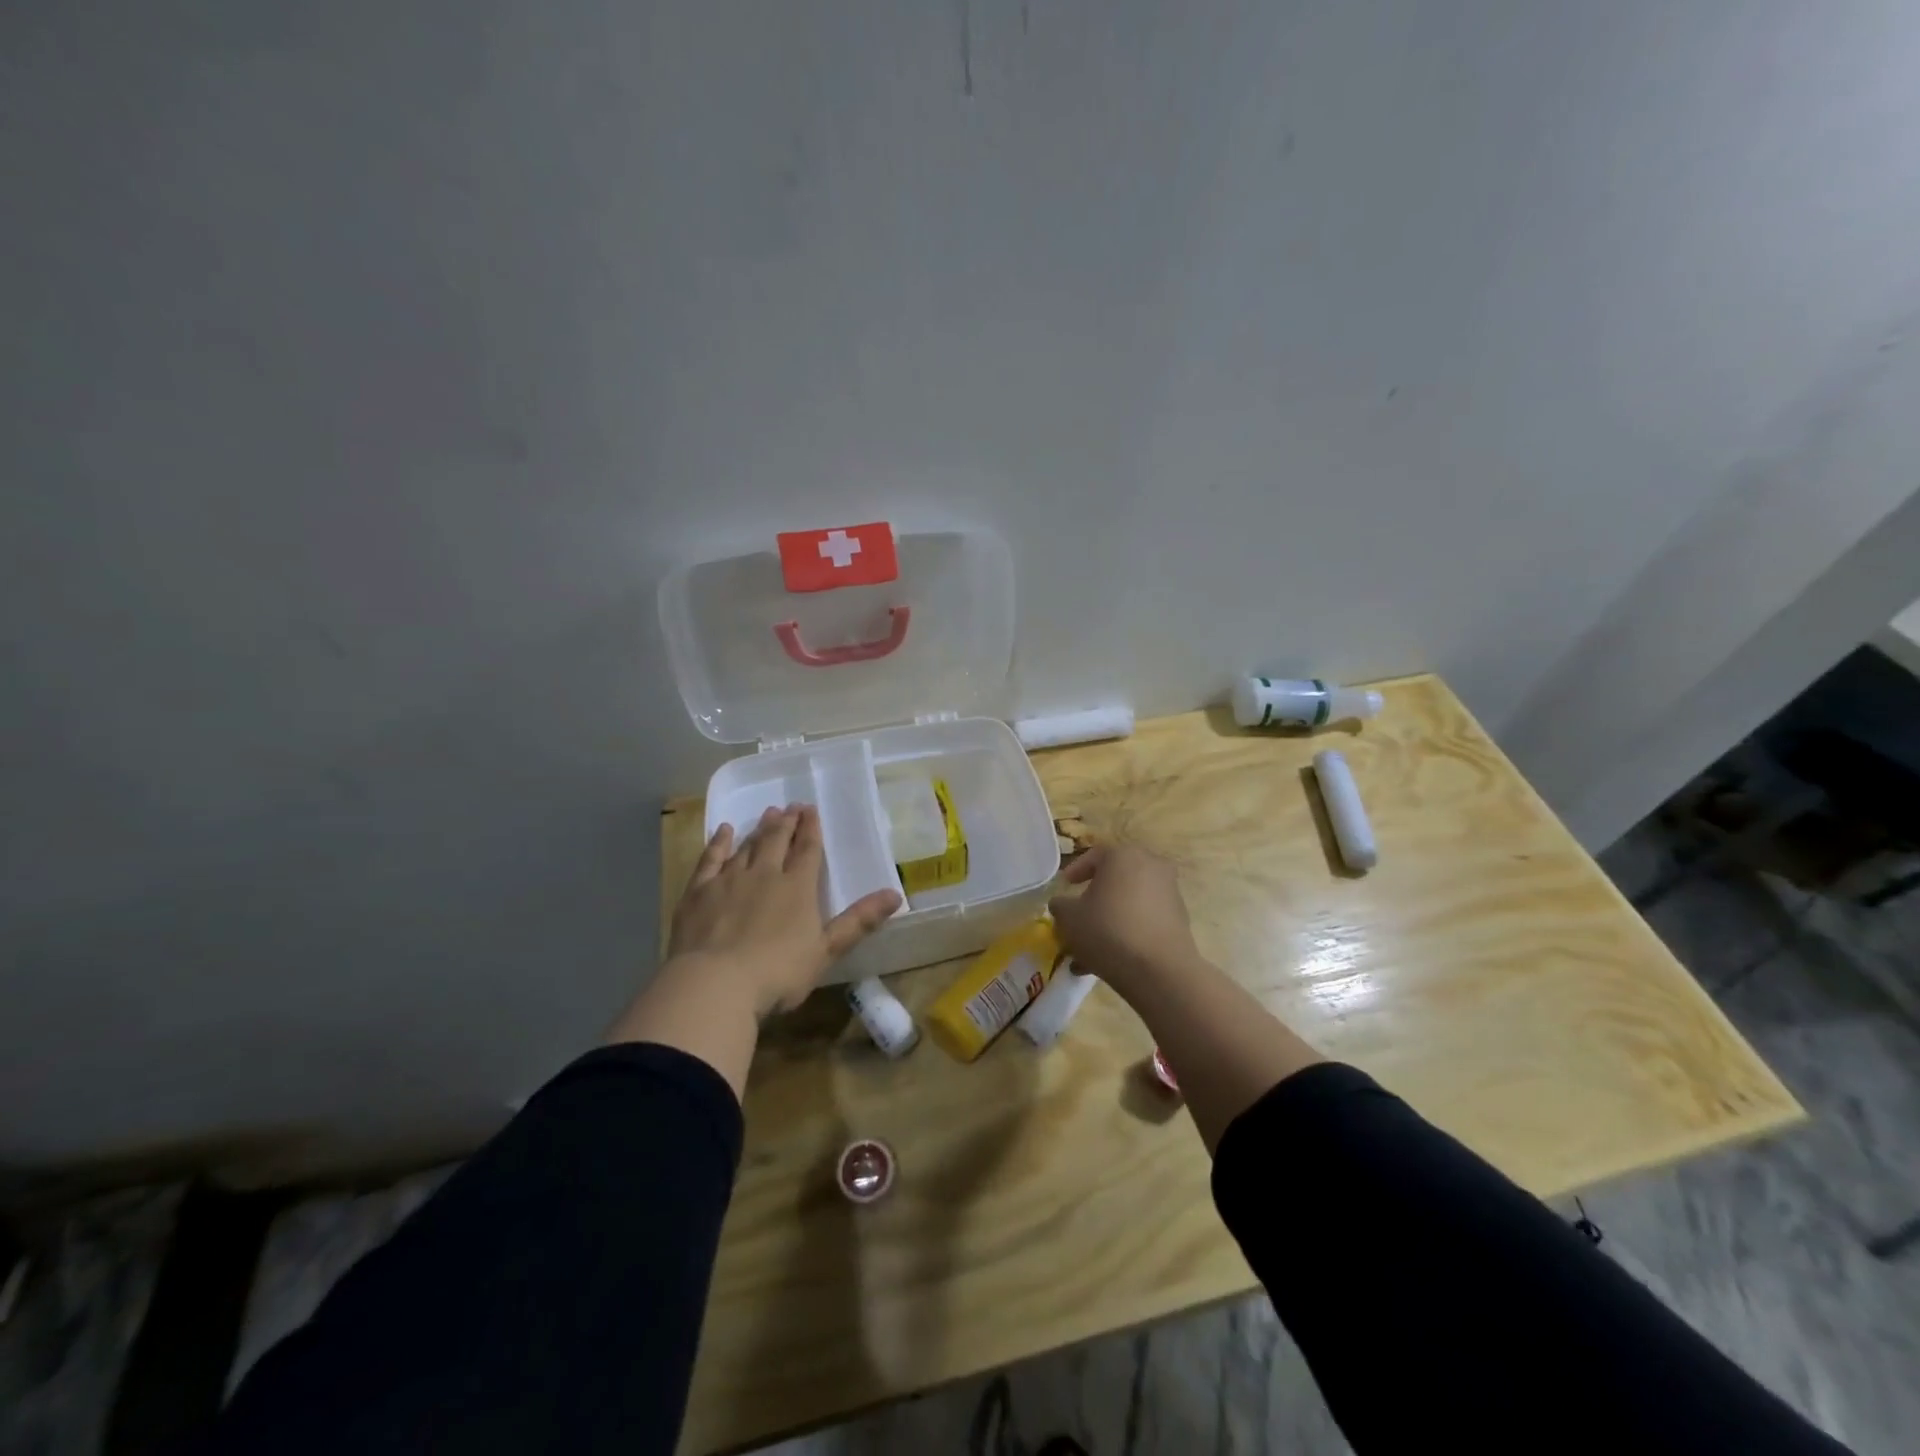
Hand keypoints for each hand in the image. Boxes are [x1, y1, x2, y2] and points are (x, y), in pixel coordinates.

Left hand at [667, 804, 901, 1016]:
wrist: (714, 984)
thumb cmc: (777, 972)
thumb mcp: (826, 951)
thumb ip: (859, 921)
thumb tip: (896, 894)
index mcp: (797, 888)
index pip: (807, 850)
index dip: (811, 829)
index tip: (811, 809)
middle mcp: (764, 874)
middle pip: (777, 841)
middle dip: (786, 823)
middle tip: (791, 806)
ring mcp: (729, 881)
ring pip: (747, 846)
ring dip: (759, 829)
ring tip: (768, 813)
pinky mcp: (699, 892)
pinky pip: (711, 859)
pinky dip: (719, 843)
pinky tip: (725, 831)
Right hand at [1048, 844, 1200, 995]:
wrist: (1160, 970)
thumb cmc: (1108, 931)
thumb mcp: (1069, 918)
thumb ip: (1060, 906)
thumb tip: (1062, 904)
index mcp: (1123, 855)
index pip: (1094, 856)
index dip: (1075, 871)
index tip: (1065, 887)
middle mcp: (1150, 865)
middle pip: (1114, 880)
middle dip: (1094, 899)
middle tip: (1078, 917)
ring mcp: (1169, 892)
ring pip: (1129, 903)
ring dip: (1109, 920)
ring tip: (1089, 950)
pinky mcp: (1180, 919)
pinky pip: (1144, 920)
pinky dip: (1127, 932)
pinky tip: (1111, 959)